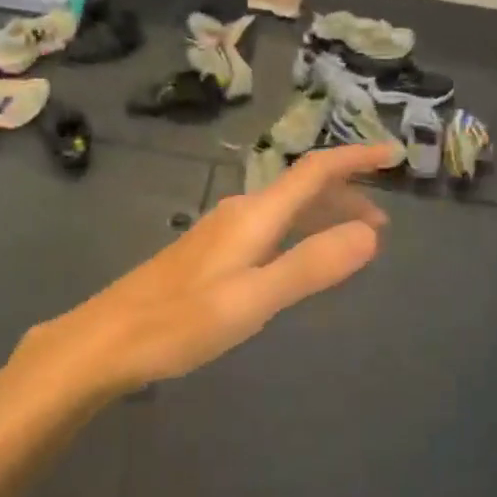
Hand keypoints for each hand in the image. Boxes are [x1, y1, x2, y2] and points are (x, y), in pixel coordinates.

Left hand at [16, 145, 393, 397]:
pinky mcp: (208, 254)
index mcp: (254, 216)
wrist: (104, 341)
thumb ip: (310, 266)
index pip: (314, 172)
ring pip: (284, 210)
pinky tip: (297, 258)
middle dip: (346, 195)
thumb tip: (370, 234)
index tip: (392, 154)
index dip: (355, 158)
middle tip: (382, 221)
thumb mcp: (253, 299)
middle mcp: (239, 213)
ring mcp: (220, 233)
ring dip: (322, 215)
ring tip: (352, 239)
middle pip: (301, 189)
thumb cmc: (178, 322)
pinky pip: (268, 228)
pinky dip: (298, 233)